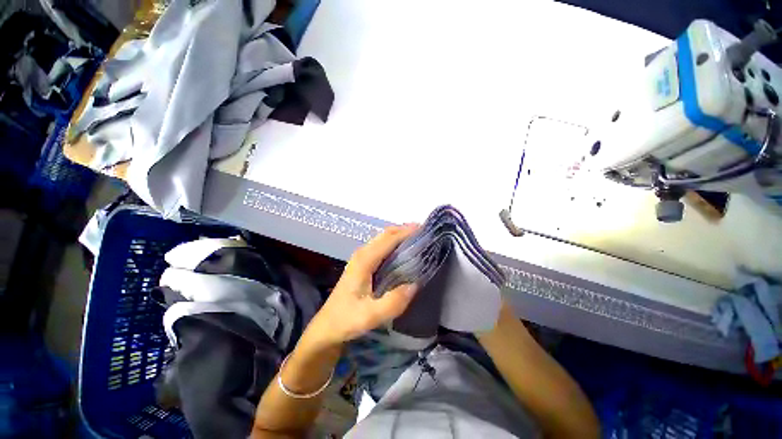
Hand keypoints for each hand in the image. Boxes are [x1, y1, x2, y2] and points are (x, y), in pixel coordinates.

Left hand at [304, 224, 419, 348]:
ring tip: (418, 240)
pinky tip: (404, 252)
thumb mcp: (370, 316)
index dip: (407, 232)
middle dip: (405, 230)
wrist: (327, 327)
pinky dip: (394, 244)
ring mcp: (361, 257)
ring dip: (400, 235)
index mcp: (364, 260)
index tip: (425, 230)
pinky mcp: (363, 264)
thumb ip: (394, 302)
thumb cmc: (346, 320)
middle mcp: (362, 253)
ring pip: (383, 239)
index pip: (389, 239)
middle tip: (425, 233)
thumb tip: (415, 284)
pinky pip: (381, 247)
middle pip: (386, 234)